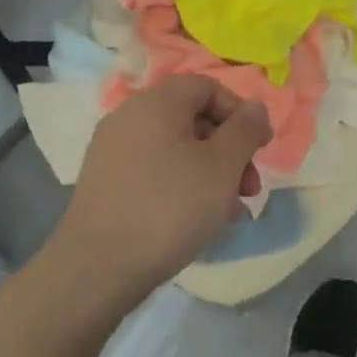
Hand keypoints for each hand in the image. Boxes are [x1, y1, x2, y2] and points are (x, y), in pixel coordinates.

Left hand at [51, 75, 271, 302]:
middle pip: (192, 119)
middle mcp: (129, 118)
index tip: (260, 147)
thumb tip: (255, 108)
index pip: (206, 87)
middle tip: (249, 188)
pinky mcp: (106, 184)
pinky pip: (155, 172)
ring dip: (211, 174)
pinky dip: (182, 187)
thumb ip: (244, 130)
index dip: (239, 112)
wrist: (96, 269)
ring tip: (230, 212)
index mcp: (156, 103)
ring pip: (176, 151)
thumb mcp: (221, 166)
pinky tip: (199, 221)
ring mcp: (113, 152)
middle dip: (229, 151)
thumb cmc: (169, 208)